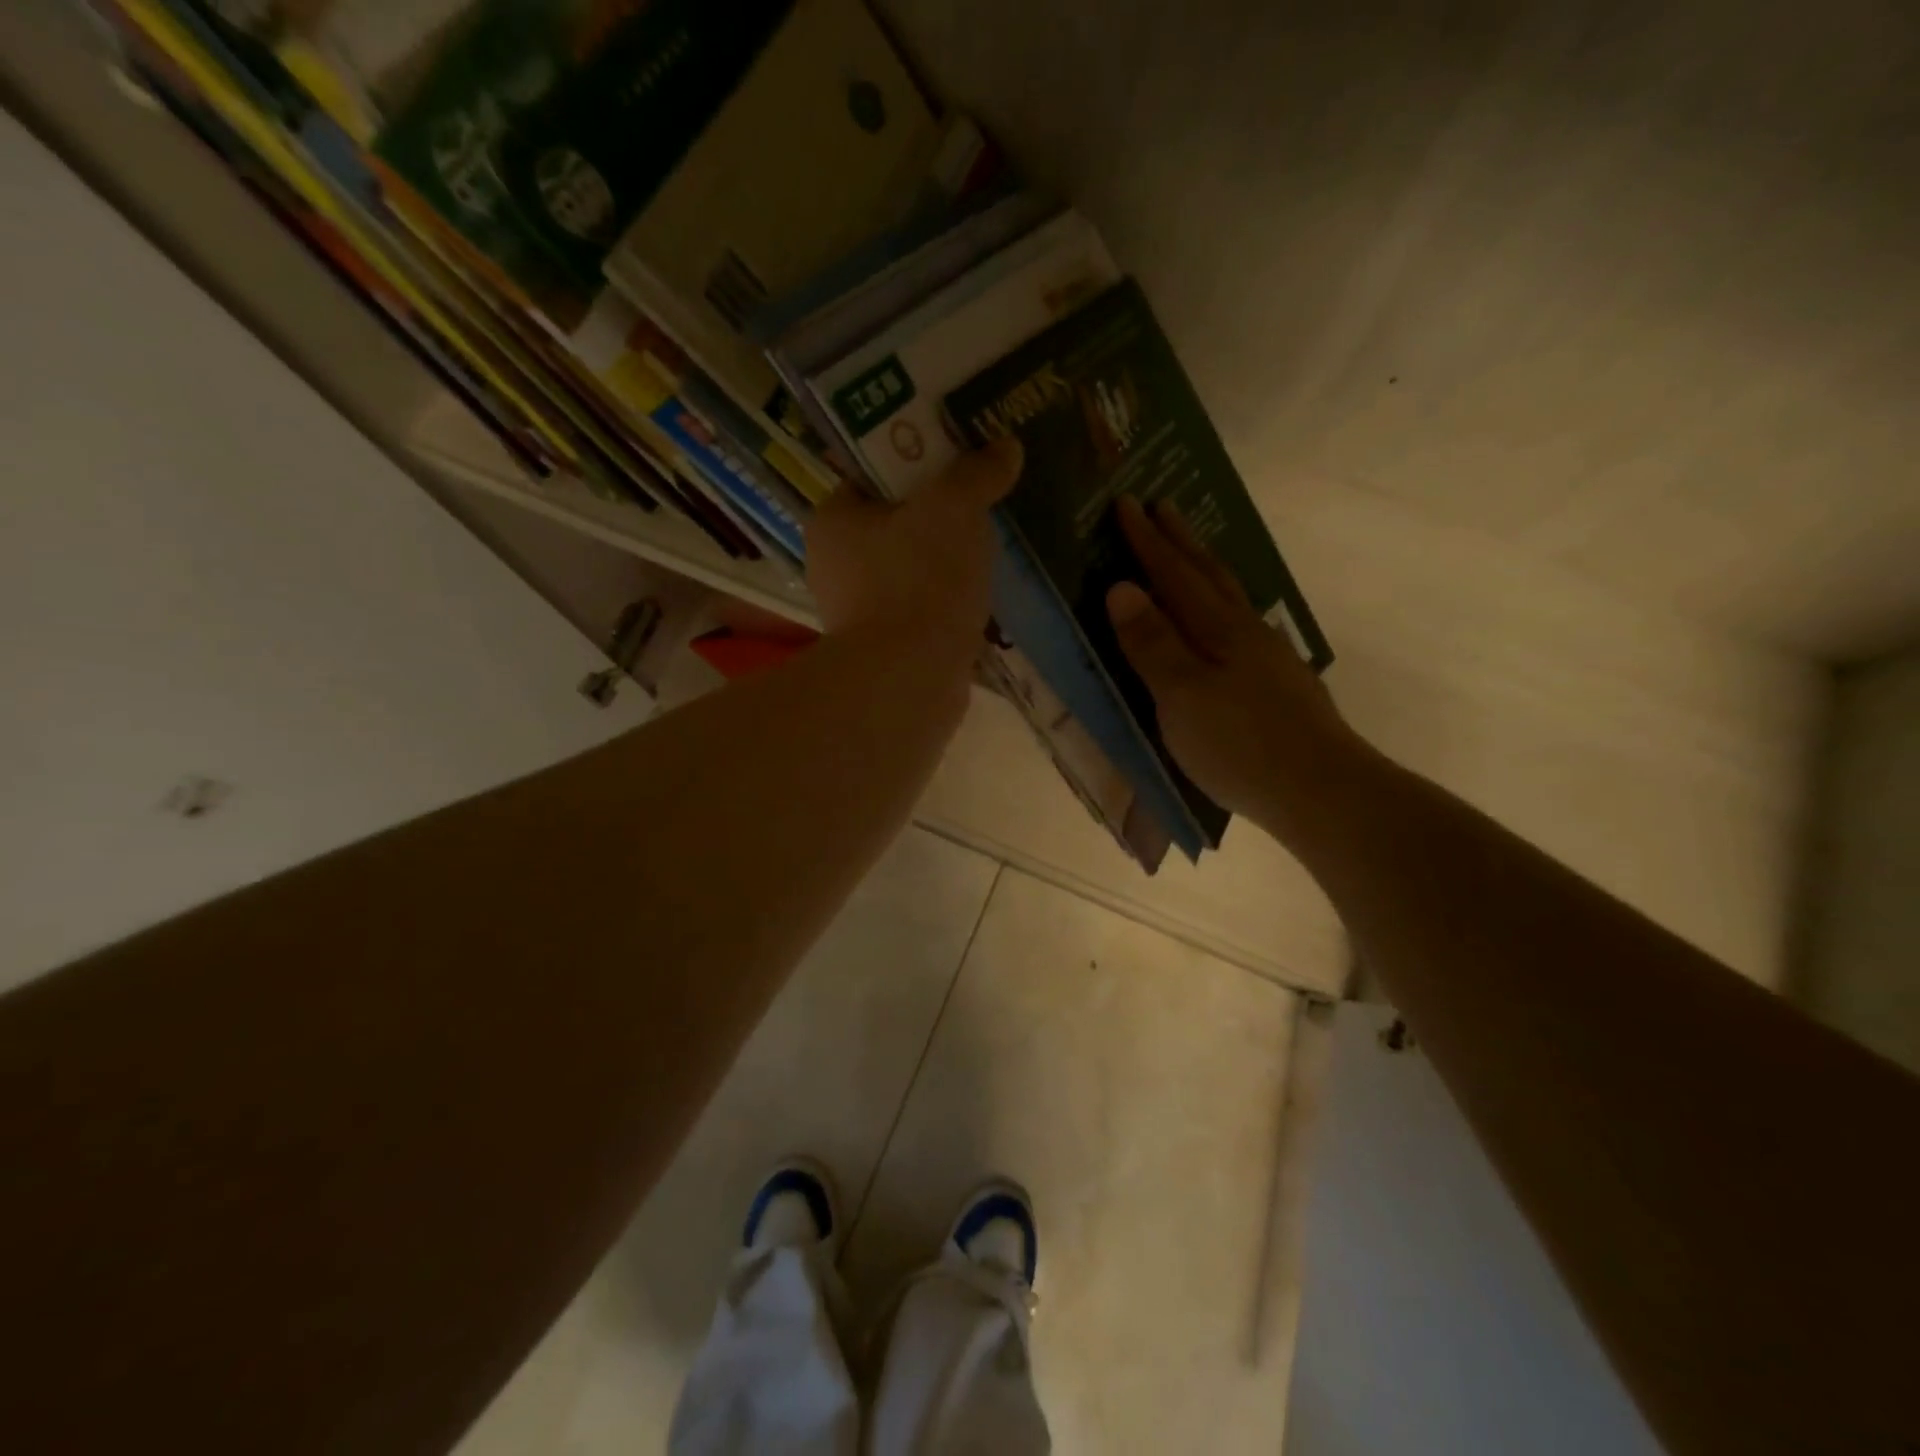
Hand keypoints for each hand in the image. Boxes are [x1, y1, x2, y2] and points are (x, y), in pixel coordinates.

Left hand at [805, 440, 1022, 648]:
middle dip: (937, 515)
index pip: (870, 477)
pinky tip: (979, 596)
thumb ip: (977, 473)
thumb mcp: (953, 508)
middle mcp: (834, 567)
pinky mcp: (885, 649)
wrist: (911, 680)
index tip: (956, 460)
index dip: (913, 462)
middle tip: (981, 503)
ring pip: (909, 570)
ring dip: (945, 562)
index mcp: (832, 522)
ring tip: (989, 548)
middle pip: (894, 524)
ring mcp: (858, 613)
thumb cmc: (919, 579)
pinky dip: (946, 602)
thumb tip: (1006, 447)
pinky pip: (921, 610)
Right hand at [1106, 498, 1362, 842]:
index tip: (1126, 503)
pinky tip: (1227, 623)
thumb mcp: (1181, 695)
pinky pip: (1241, 625)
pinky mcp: (1279, 685)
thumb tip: (1122, 587)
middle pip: (1209, 574)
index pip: (1174, 575)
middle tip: (1161, 506)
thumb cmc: (1240, 744)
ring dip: (1206, 568)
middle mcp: (1245, 632)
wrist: (1321, 790)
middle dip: (1180, 541)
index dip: (1147, 542)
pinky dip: (1224, 606)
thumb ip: (1151, 642)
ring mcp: (1268, 658)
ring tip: (1191, 553)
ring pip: (1231, 598)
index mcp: (1217, 630)